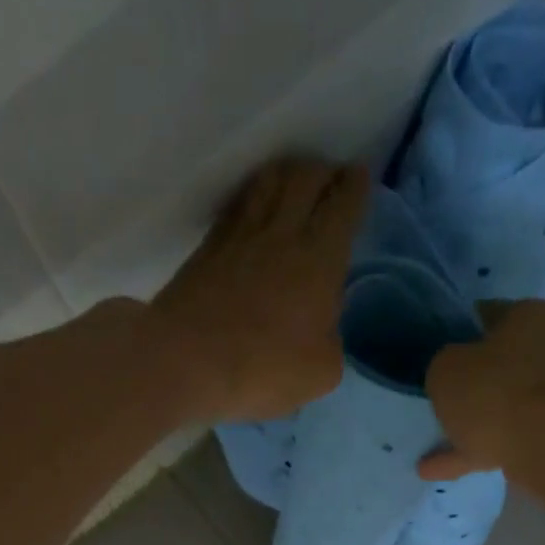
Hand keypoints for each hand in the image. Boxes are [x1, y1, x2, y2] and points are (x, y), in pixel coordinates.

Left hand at [153, 157, 369, 423]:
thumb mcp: (320, 372)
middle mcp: (281, 234)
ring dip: (286, 174)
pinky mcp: (205, 250)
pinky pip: (235, 207)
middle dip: (323, 171)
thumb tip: (321, 328)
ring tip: (293, 180)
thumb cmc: (262, 369)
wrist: (185, 362)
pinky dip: (251, 197)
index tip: (359, 177)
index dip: (355, 187)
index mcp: (319, 258)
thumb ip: (330, 342)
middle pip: (305, 178)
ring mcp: (238, 237)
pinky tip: (252, 206)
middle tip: (330, 177)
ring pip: (267, 183)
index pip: (343, 205)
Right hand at [419, 299, 544, 484]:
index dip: (460, 332)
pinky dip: (475, 452)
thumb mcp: (446, 369)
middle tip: (441, 396)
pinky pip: (505, 440)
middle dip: (474, 380)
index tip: (439, 350)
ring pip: (503, 406)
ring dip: (471, 424)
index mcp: (528, 317)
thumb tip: (452, 372)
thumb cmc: (495, 392)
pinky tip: (439, 469)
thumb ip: (444, 366)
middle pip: (501, 363)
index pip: (488, 315)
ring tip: (432, 442)